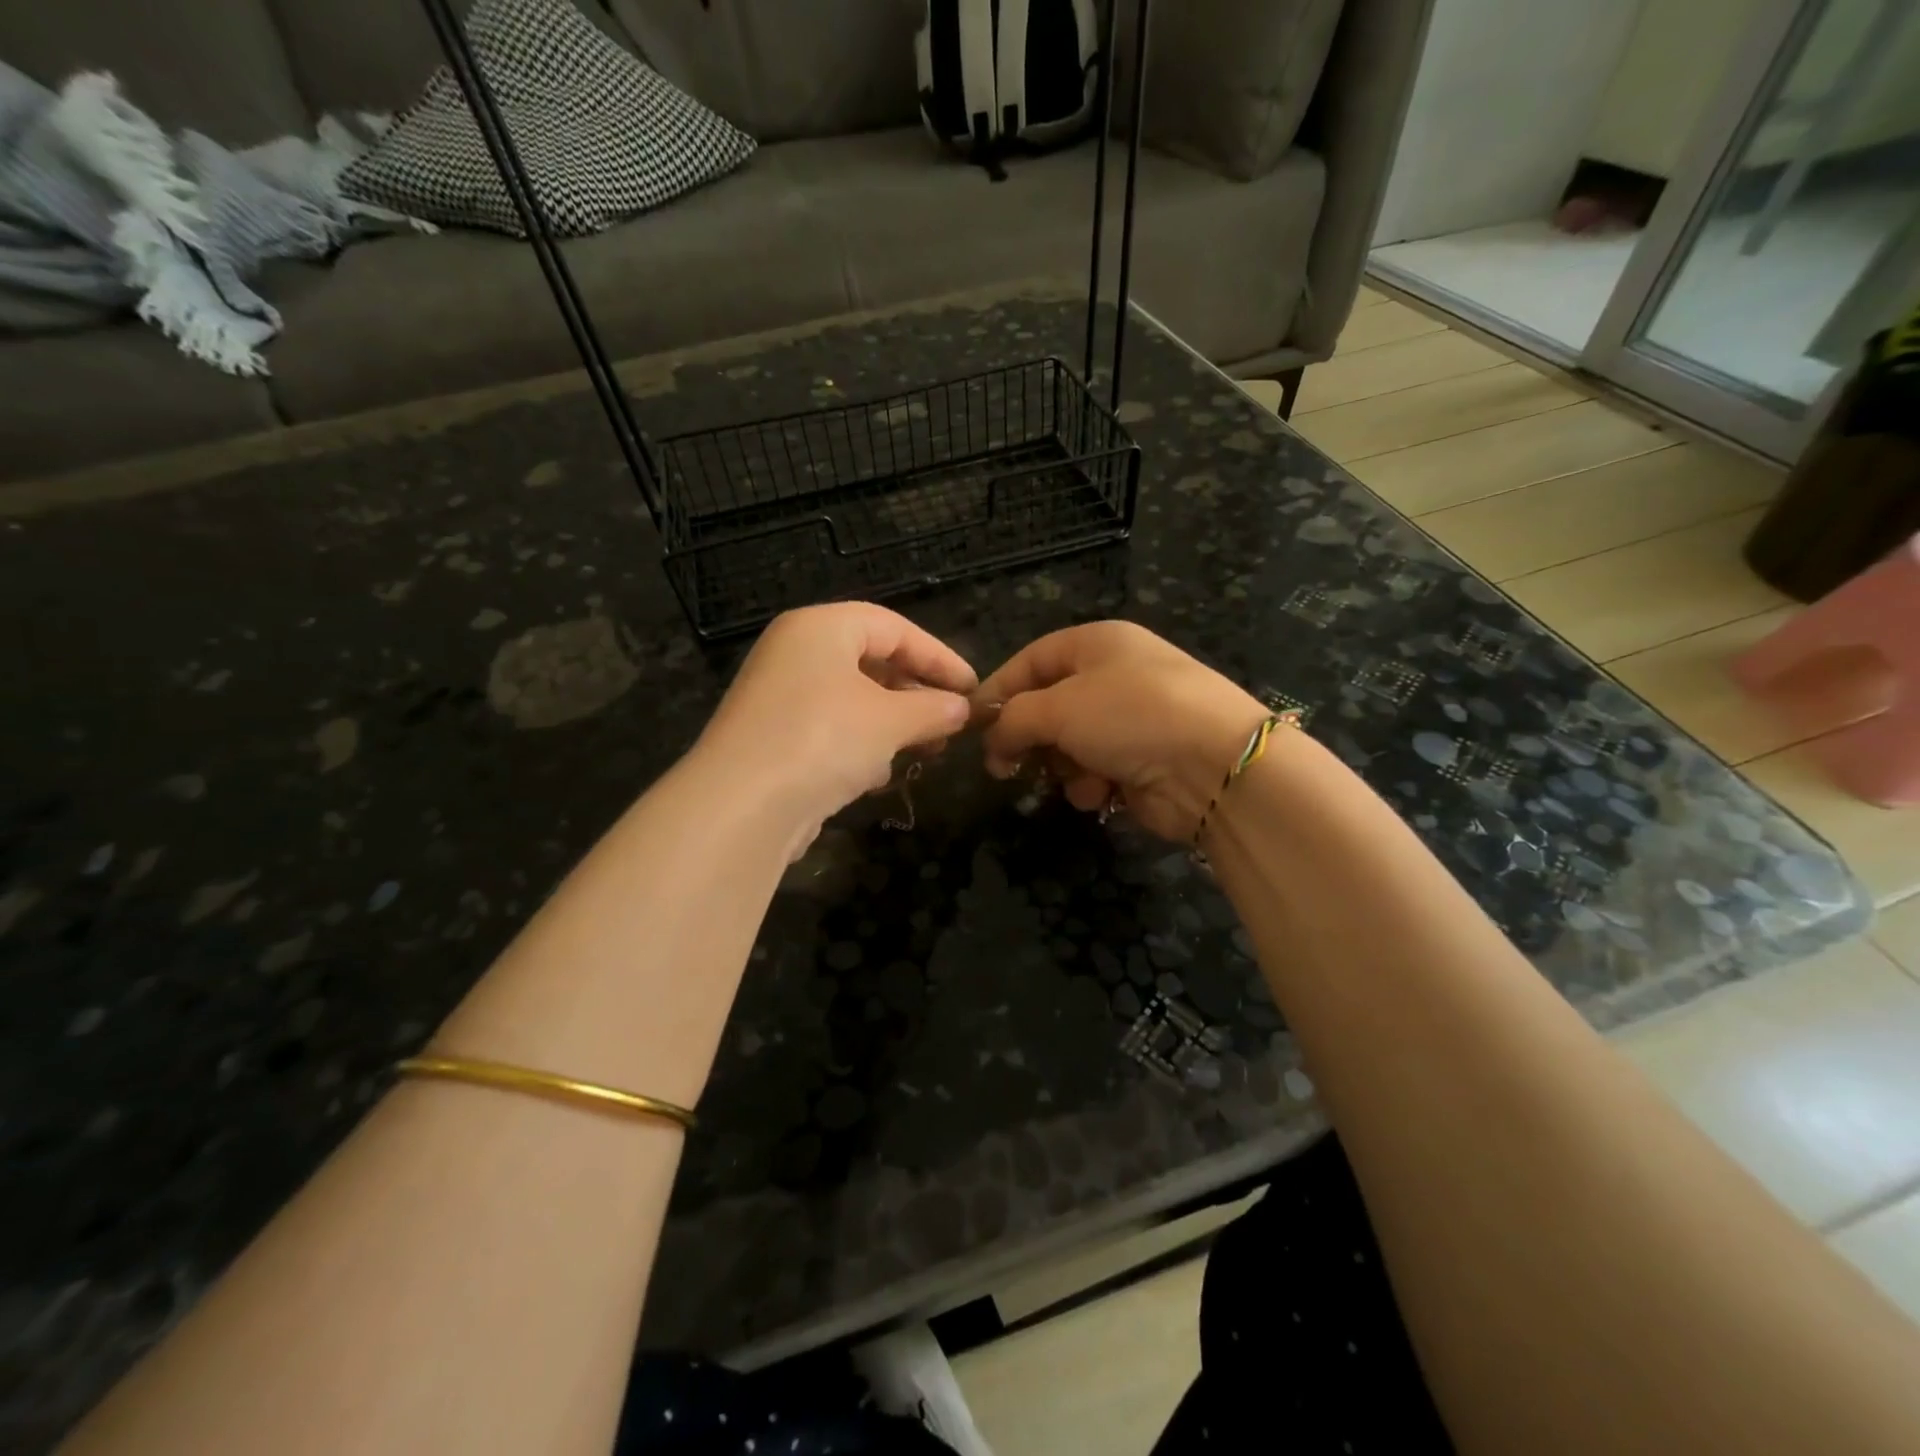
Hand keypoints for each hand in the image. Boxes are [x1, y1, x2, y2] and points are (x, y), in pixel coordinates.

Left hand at [696, 603, 975, 848]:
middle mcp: (794, 653)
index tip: (972, 689)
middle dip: (916, 693)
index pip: (893, 628)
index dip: (939, 657)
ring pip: (852, 699)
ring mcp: (779, 697)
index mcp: (819, 628)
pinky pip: (829, 729)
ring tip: (926, 749)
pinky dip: (860, 745)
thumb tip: (962, 709)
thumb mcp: (891, 721)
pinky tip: (878, 774)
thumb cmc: (824, 740)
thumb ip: (933, 708)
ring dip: (893, 723)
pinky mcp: (772, 738)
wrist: (741, 807)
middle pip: (871, 661)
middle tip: (951, 722)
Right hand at [976, 621, 1268, 841]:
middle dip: (1030, 738)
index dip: (998, 691)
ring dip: (1064, 766)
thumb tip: (993, 742)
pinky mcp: (1142, 761)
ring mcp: (1131, 721)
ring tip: (1078, 776)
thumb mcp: (1058, 707)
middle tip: (1006, 767)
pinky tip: (1105, 791)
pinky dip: (1093, 784)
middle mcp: (1114, 676)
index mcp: (1096, 643)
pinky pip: (1095, 772)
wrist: (1213, 765)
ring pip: (1068, 745)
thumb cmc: (1129, 716)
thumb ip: (1012, 719)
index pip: (1030, 660)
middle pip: (1048, 707)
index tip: (971, 727)